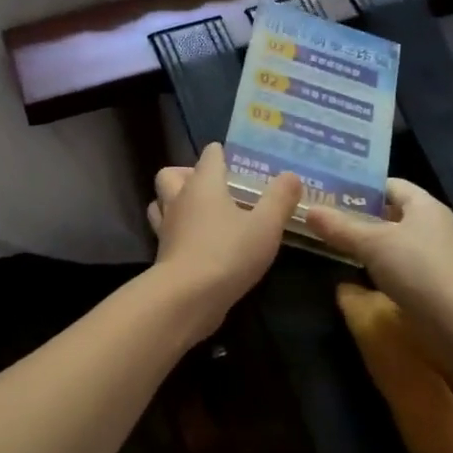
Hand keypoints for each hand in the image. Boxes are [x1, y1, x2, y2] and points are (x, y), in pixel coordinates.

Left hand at [147, 143, 301, 335]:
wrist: (187, 297)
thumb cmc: (228, 253)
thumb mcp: (266, 225)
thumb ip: (280, 199)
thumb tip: (291, 176)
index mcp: (203, 184)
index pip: (209, 155)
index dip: (222, 154)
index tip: (237, 161)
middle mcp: (179, 200)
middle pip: (171, 174)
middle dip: (187, 174)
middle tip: (212, 187)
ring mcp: (166, 228)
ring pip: (161, 203)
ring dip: (175, 202)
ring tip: (200, 213)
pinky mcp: (163, 255)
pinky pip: (165, 232)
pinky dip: (177, 231)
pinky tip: (198, 242)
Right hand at [303, 178, 452, 339]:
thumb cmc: (419, 270)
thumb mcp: (373, 244)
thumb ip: (340, 227)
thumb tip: (308, 210)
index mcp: (424, 205)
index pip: (390, 184)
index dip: (360, 186)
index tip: (328, 191)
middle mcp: (432, 225)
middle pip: (390, 212)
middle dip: (358, 215)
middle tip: (322, 217)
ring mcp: (434, 256)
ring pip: (393, 241)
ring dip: (367, 243)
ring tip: (331, 243)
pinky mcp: (432, 283)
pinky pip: (399, 266)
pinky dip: (377, 267)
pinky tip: (355, 274)